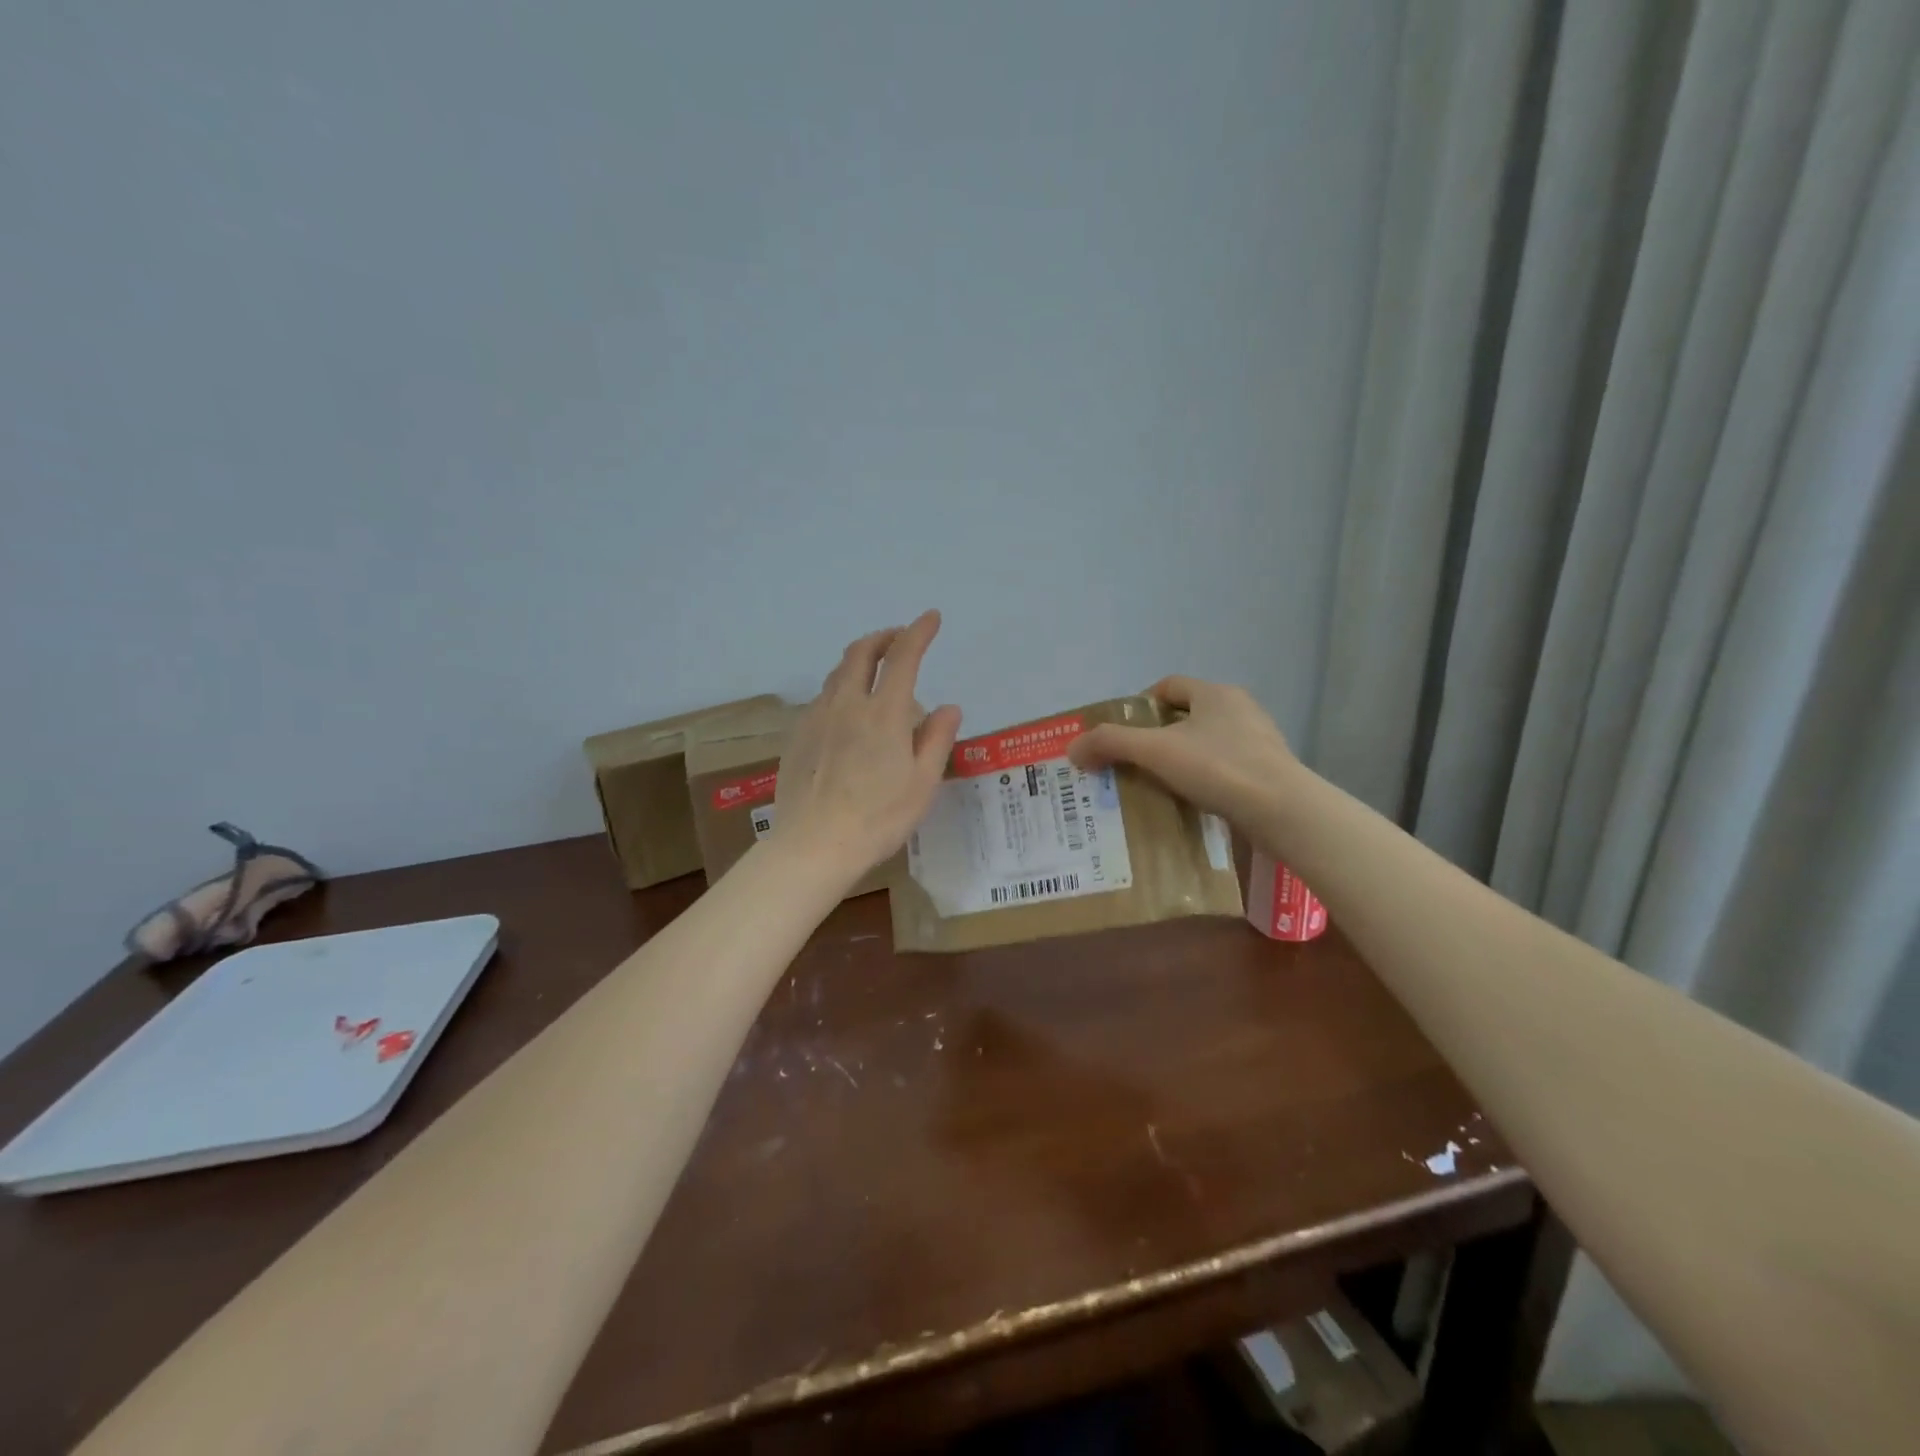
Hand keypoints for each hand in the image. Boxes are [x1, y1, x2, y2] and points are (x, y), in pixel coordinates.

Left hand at [773, 610, 962, 884]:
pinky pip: (822, 699)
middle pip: (860, 653)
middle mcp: (846, 704)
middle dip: (883, 637)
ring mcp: (816, 718)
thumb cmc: (878, 818)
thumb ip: (936, 739)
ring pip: (837, 674)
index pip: (903, 657)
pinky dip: (840, 689)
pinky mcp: (797, 736)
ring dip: (858, 660)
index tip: (930, 617)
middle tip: (898, 637)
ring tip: (873, 671)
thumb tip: (949, 707)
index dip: (918, 632)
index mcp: (883, 713)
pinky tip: (846, 712)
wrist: (814, 844)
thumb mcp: (922, 783)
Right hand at [1067, 676, 1299, 829]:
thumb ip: (1111, 744)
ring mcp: (1259, 741)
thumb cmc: (1219, 768)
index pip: (1168, 686)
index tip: (1122, 733)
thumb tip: (1073, 748)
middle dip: (1157, 737)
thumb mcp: (1156, 751)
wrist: (1284, 811)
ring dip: (1180, 761)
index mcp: (1215, 694)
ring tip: (1156, 786)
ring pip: (1206, 744)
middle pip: (1186, 716)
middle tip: (1132, 762)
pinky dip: (1203, 781)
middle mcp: (1240, 709)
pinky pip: (1225, 769)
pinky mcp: (1269, 772)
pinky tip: (1190, 803)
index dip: (1140, 705)